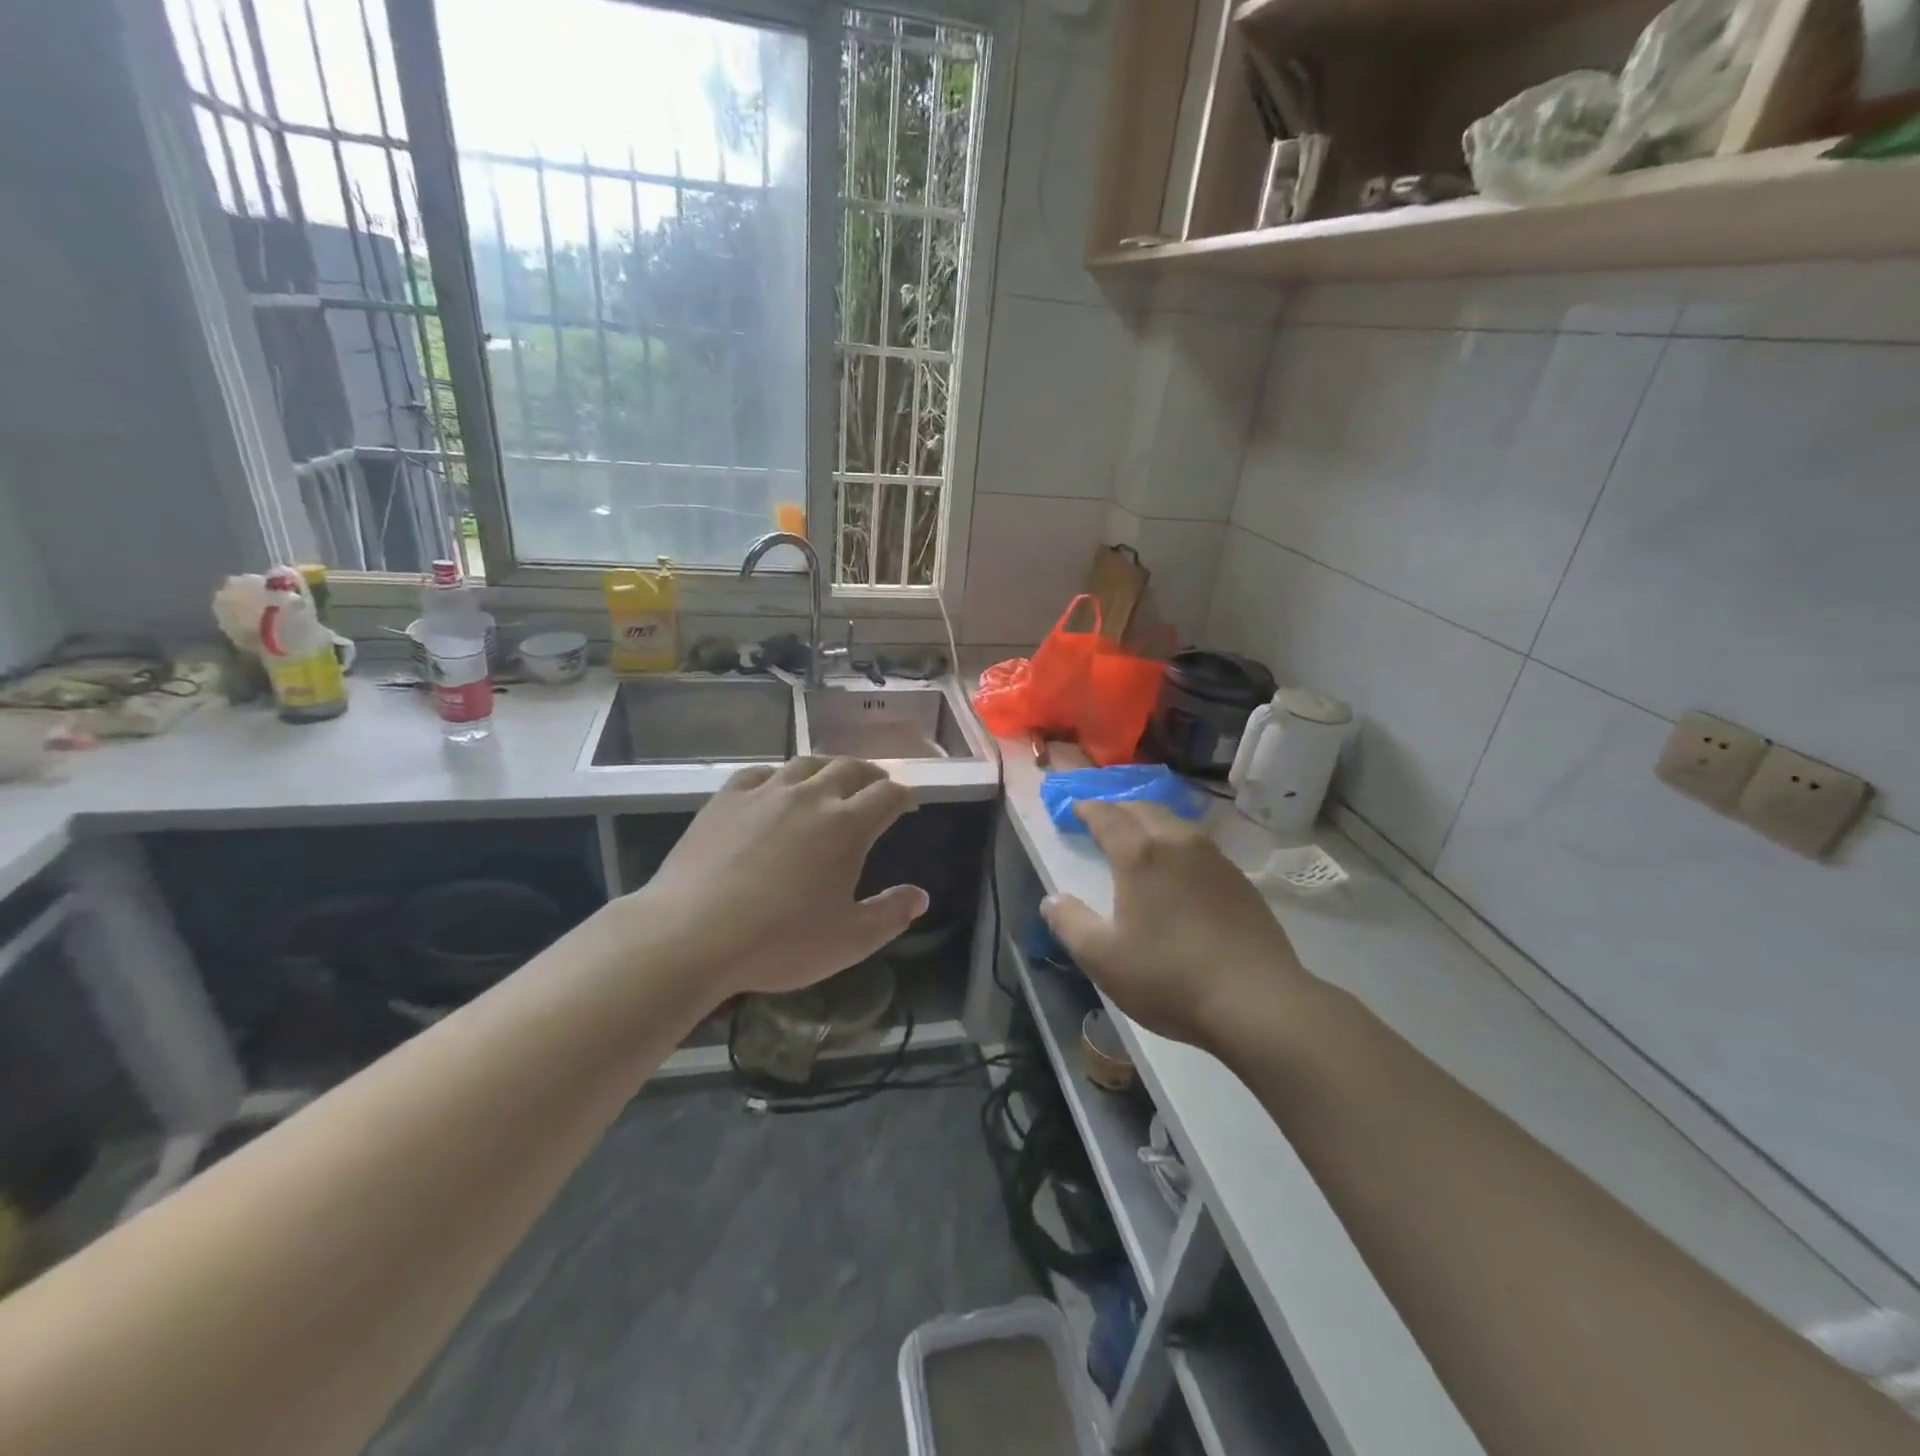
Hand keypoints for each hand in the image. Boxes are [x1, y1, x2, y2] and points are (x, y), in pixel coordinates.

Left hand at [627, 757, 927, 999]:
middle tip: (877, 786)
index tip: (907, 803)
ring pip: (806, 764)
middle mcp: (811, 796)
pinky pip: (760, 773)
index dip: (903, 795)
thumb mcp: (849, 940)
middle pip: (850, 769)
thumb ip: (890, 914)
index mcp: (847, 825)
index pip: (888, 795)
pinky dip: (779, 776)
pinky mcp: (726, 799)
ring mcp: (765, 792)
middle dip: (871, 775)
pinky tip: (775, 787)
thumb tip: (920, 896)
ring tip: (832, 779)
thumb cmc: (779, 941)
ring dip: (828, 768)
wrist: (691, 933)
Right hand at [1041, 801, 1306, 1051]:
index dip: (1088, 809)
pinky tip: (1177, 869)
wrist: (1256, 1001)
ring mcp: (1214, 859)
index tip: (1075, 808)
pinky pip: (1199, 846)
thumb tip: (1052, 900)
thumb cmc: (1169, 977)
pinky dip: (1177, 844)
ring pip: (1175, 824)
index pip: (1107, 816)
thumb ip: (1070, 923)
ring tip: (1138, 838)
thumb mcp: (1103, 958)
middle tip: (1102, 819)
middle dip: (1118, 810)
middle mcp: (1178, 843)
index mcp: (1140, 854)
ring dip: (1150, 823)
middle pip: (1143, 810)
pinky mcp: (1239, 880)